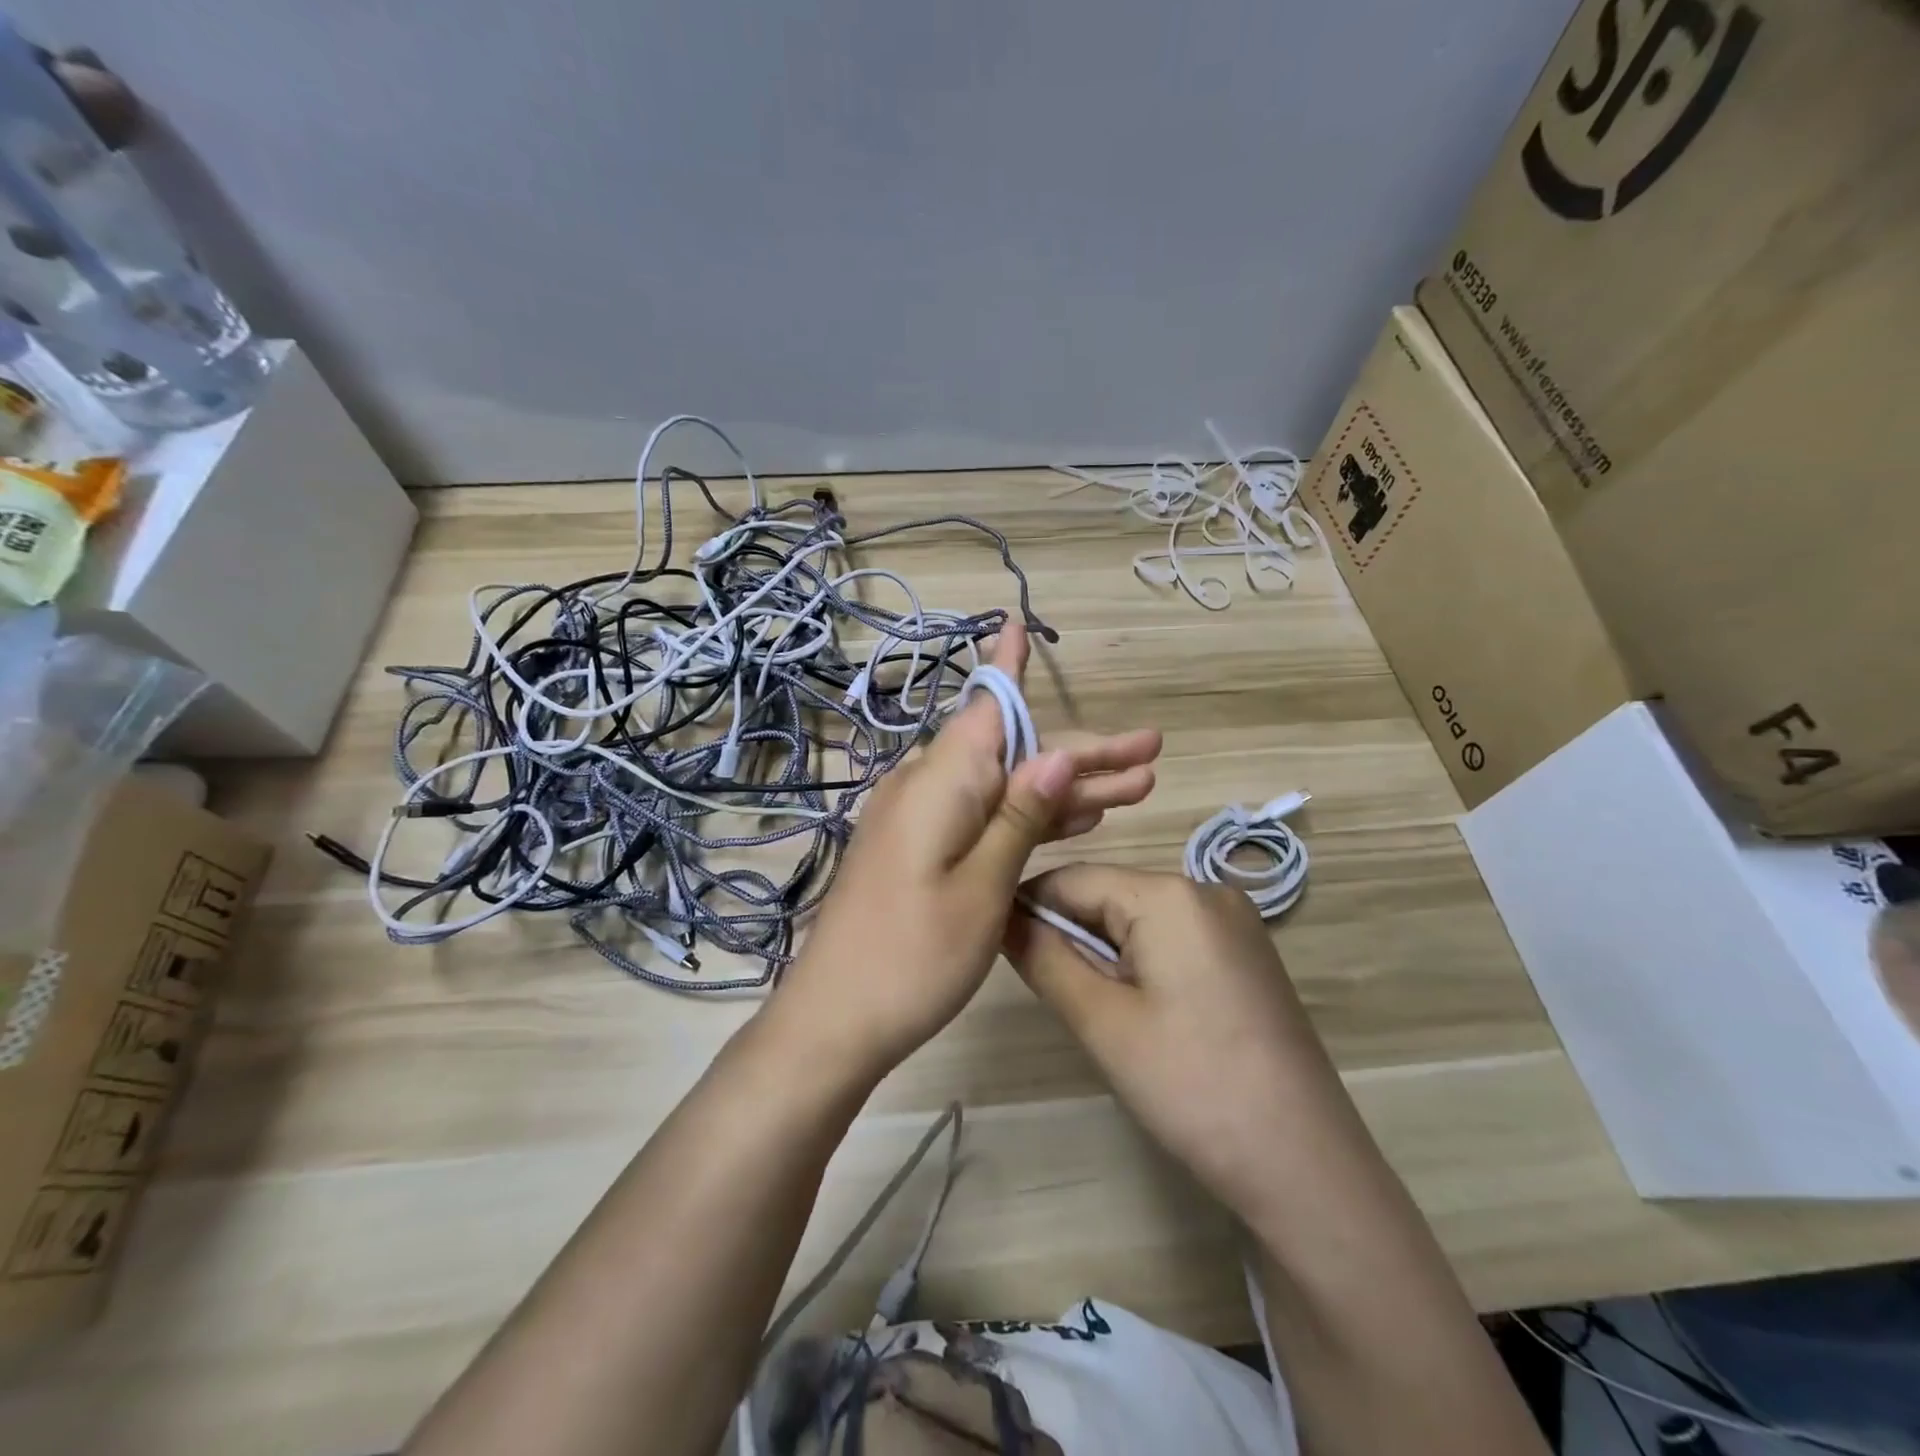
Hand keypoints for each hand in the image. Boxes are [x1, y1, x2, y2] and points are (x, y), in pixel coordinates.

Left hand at [769, 625, 1161, 1081]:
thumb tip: (1055, 753)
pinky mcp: (920, 851)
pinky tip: (1073, 821)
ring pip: (1004, 788)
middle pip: (1012, 753)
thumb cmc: (913, 955)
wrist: (836, 1019)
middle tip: (1151, 755)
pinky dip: (1027, 818)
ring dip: (1064, 789)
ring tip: (1136, 789)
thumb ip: (1019, 816)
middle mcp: (928, 788)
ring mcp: (921, 821)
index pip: (989, 708)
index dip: (1011, 668)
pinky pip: (983, 818)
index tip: (1022, 623)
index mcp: (943, 782)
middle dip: (1081, 755)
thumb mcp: (982, 885)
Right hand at [1004, 865, 1336, 1223]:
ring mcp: (1234, 923)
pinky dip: (1139, 961)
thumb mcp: (1102, 1022)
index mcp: (1170, 895)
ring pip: (1138, 918)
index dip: (1027, 907)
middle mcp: (1206, 890)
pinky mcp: (1246, 955)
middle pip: (1108, 894)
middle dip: (1068, 933)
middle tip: (1047, 991)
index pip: (1073, 878)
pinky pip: (1172, 938)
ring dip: (1102, 950)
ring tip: (1094, 1008)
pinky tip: (1139, 1010)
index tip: (994, 944)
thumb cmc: (1192, 1086)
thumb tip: (1002, 917)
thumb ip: (1044, 958)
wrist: (1306, 1166)